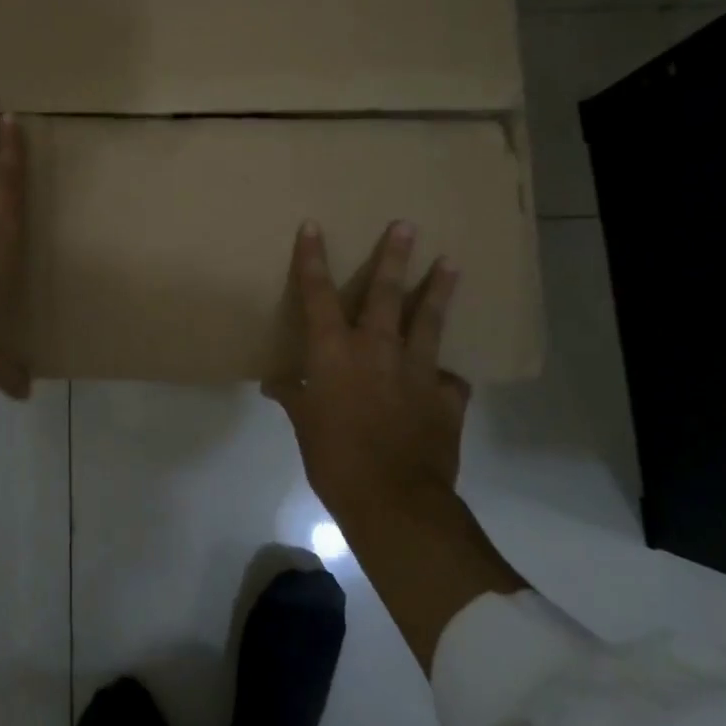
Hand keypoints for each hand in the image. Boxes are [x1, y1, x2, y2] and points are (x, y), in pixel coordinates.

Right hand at [265, 220, 468, 519]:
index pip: (318, 295)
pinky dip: (446, 376)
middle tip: (407, 225)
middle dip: (394, 256)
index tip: (313, 226)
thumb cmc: (334, 460)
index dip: (313, 259)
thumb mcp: (304, 427)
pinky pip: (449, 380)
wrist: (394, 500)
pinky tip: (449, 377)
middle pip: (385, 292)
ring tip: (451, 264)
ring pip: (428, 320)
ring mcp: (417, 370)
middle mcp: (376, 349)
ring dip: (438, 290)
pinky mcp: (446, 397)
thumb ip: (293, 397)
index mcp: (334, 352)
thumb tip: (275, 383)